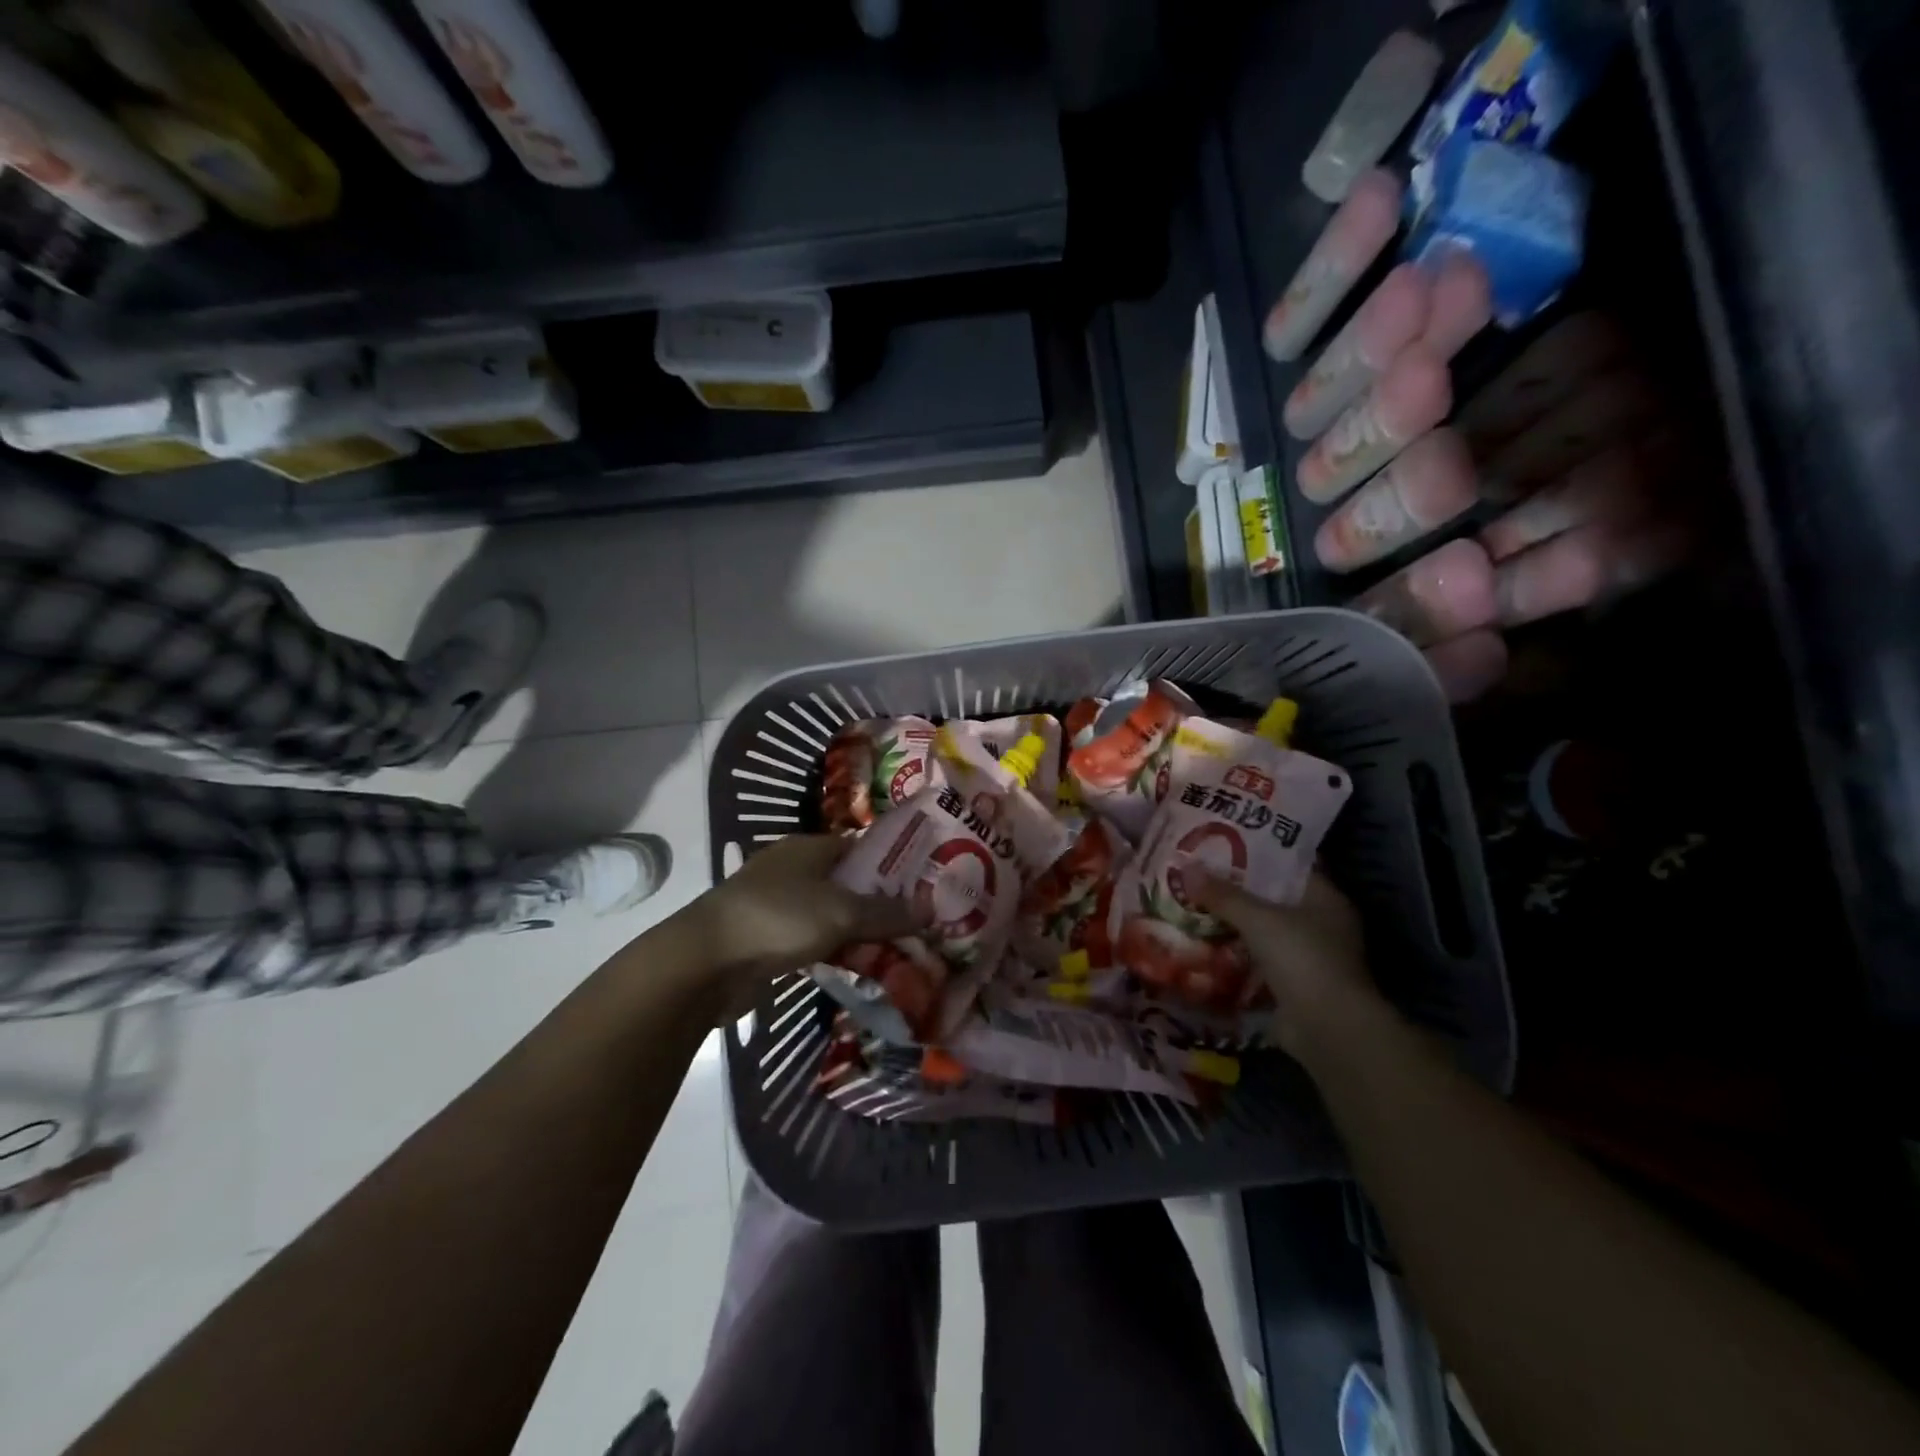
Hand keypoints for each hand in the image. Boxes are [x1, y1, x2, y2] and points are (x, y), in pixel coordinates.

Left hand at [686, 835, 920, 985]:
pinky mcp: (766, 939)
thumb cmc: (777, 919)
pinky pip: (812, 940)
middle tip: (918, 921)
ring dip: (857, 930)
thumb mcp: (841, 912)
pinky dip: (834, 950)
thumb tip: (932, 910)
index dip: (892, 863)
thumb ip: (887, 913)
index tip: (924, 885)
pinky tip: (858, 966)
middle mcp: (792, 869)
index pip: (861, 847)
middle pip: (846, 882)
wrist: (705, 963)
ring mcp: (776, 904)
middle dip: (879, 902)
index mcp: (808, 848)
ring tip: (898, 947)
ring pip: (830, 913)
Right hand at [1197, 871, 1376, 1056]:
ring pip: (1262, 931)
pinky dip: (1234, 954)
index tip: (1221, 842)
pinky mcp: (1292, 985)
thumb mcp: (1258, 919)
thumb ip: (1223, 895)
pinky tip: (1201, 943)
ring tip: (1191, 904)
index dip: (1257, 853)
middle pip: (1272, 898)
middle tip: (1197, 873)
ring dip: (1232, 923)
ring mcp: (1308, 957)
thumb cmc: (1302, 958)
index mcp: (1325, 899)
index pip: (1290, 865)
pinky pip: (1256, 960)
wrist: (1327, 1029)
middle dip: (1236, 889)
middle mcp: (1321, 924)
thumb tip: (1185, 868)